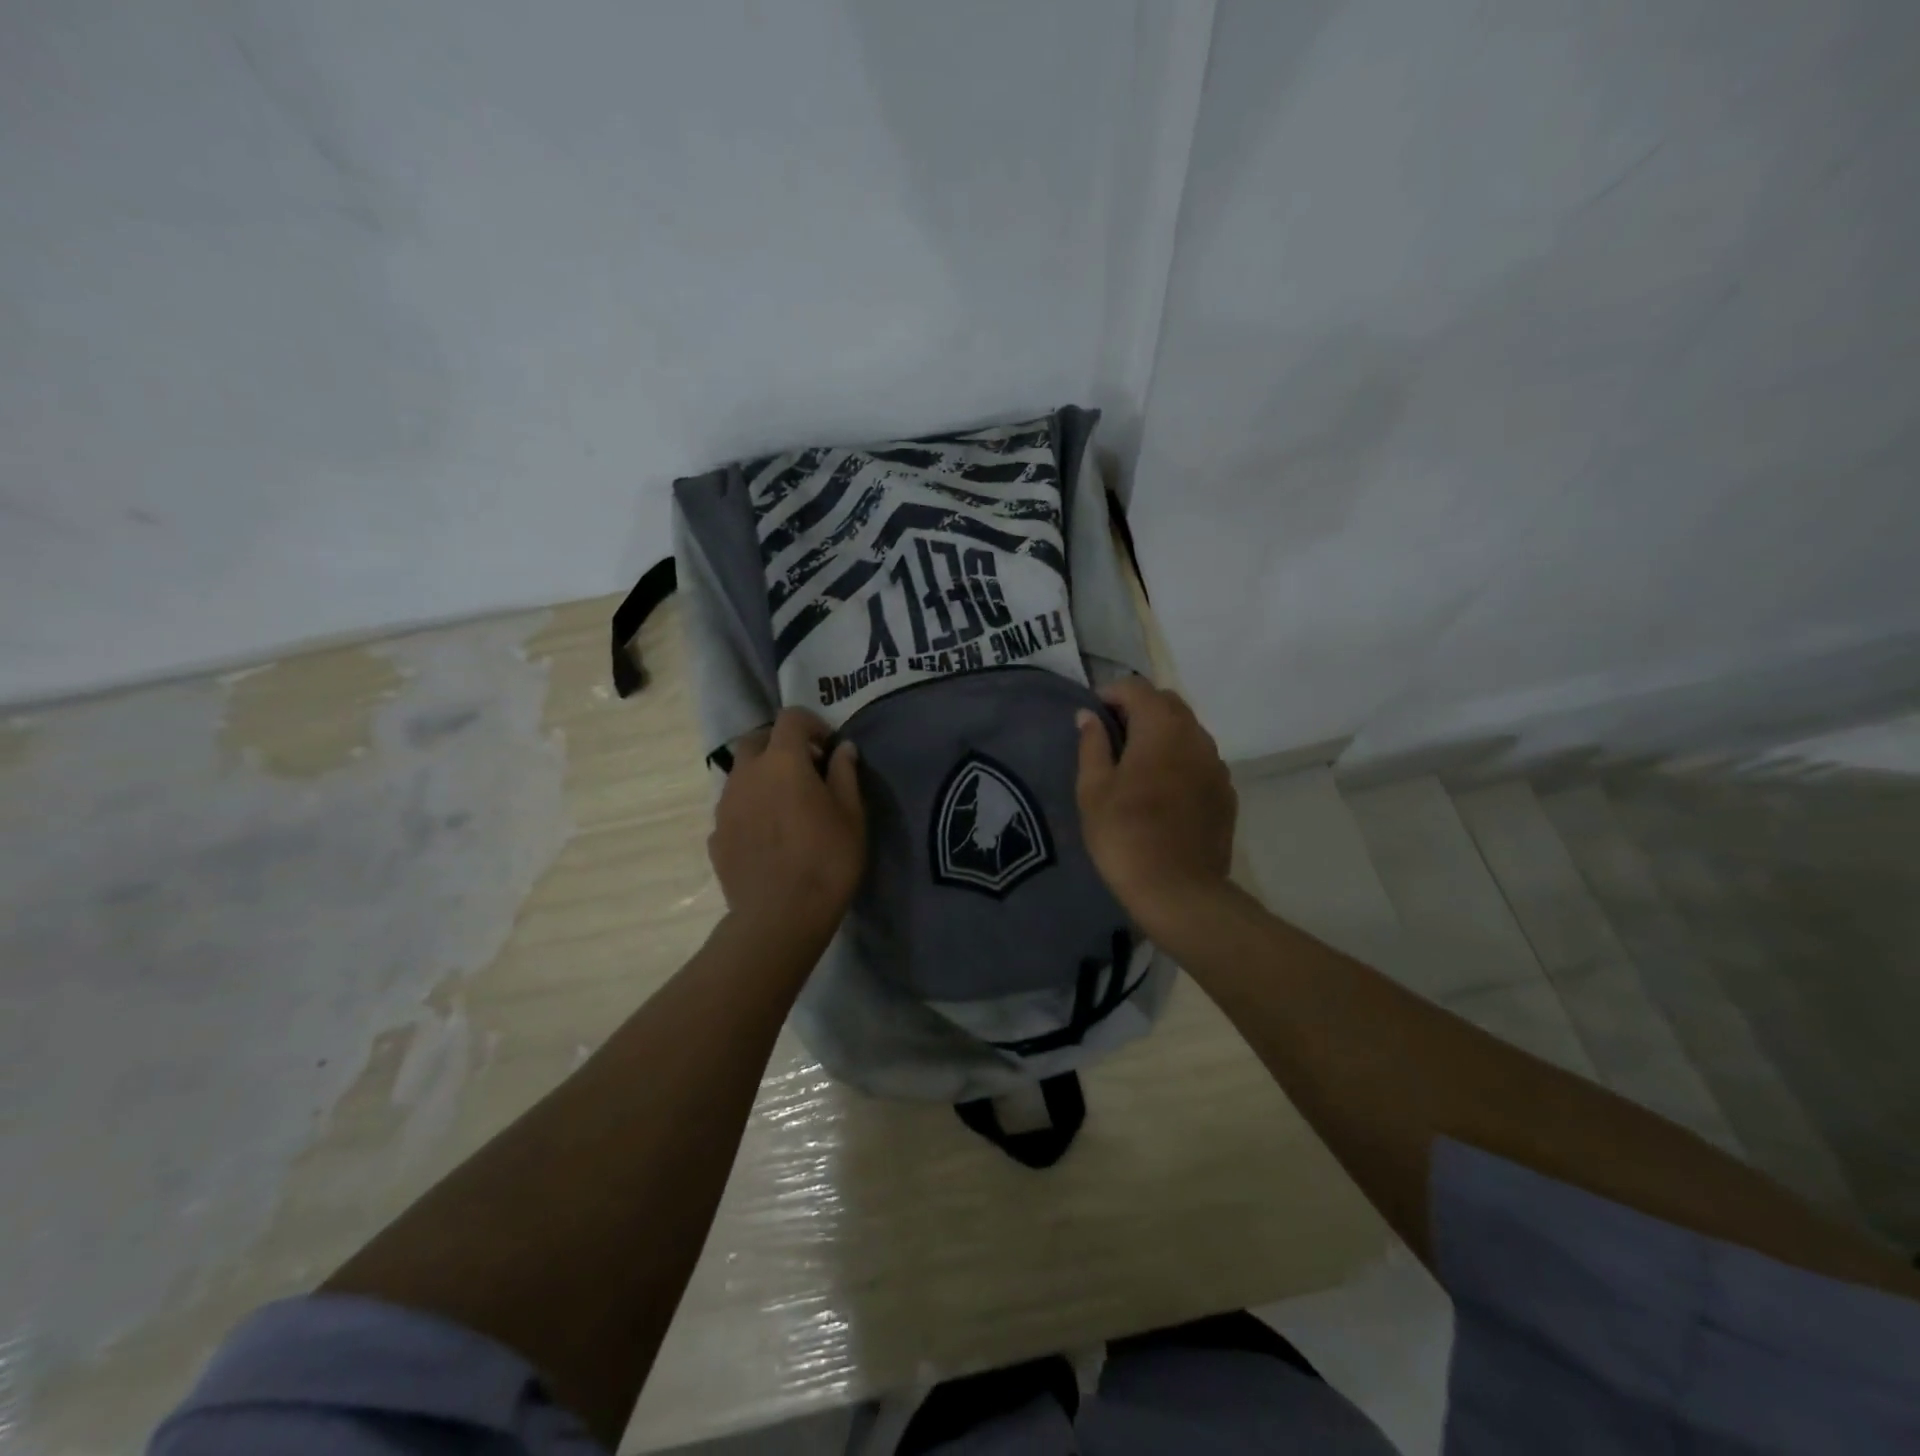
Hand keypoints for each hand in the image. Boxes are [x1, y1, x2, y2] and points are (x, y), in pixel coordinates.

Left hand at [709, 709, 866, 941]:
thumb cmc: (826, 860)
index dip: (812, 724)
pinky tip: (769, 836)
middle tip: (806, 770)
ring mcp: (725, 806)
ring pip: (740, 775)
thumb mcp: (851, 814)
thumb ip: (845, 773)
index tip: (828, 747)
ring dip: (762, 777)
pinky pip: (733, 808)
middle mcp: (746, 774)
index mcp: (782, 761)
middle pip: (756, 741)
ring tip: (786, 806)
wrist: (780, 917)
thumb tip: (843, 748)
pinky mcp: (716, 836)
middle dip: (780, 745)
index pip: (791, 718)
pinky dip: (750, 809)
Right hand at [1075, 677, 1236, 938]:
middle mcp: (1195, 736)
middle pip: (1167, 703)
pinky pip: (1200, 759)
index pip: (1136, 688)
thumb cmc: (1125, 835)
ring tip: (1136, 763)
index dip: (1110, 694)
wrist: (1179, 890)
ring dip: (1162, 733)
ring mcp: (1216, 764)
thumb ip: (1092, 744)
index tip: (1092, 715)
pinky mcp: (1226, 792)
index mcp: (1161, 728)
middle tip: (1112, 736)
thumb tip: (1088, 716)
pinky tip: (1162, 789)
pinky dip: (1180, 759)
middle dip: (1138, 709)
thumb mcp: (1093, 789)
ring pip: (1187, 731)